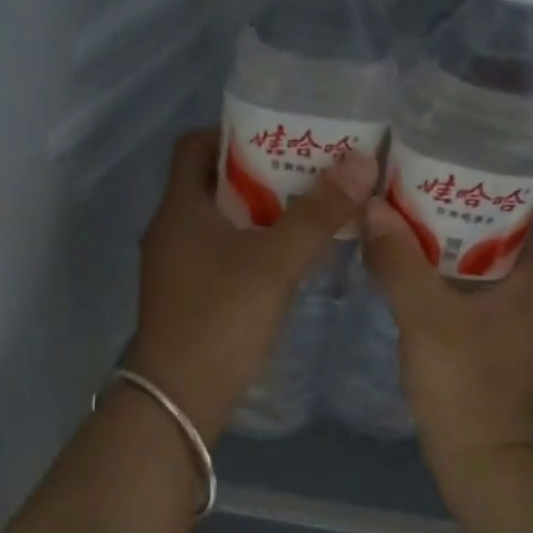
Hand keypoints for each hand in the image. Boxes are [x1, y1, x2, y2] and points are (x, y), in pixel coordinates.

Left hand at [124, 128, 377, 440]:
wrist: (178, 400)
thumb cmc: (221, 318)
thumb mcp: (275, 262)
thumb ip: (317, 213)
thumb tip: (361, 161)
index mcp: (179, 207)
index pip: (196, 145)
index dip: (234, 132)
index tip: (280, 135)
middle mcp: (170, 229)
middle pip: (212, 182)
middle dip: (260, 172)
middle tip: (309, 170)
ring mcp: (176, 265)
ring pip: (220, 221)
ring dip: (260, 211)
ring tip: (309, 208)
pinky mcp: (188, 295)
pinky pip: (222, 253)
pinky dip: (252, 245)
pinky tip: (289, 258)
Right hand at [360, 196, 532, 473]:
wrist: (477, 456)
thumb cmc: (462, 380)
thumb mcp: (423, 314)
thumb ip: (397, 260)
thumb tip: (372, 207)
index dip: (503, 183)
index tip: (462, 163)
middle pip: (508, 234)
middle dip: (469, 209)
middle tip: (424, 185)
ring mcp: (518, 320)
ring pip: (489, 264)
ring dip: (455, 242)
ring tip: (413, 216)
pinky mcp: (498, 340)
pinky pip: (477, 290)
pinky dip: (450, 273)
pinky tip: (414, 267)